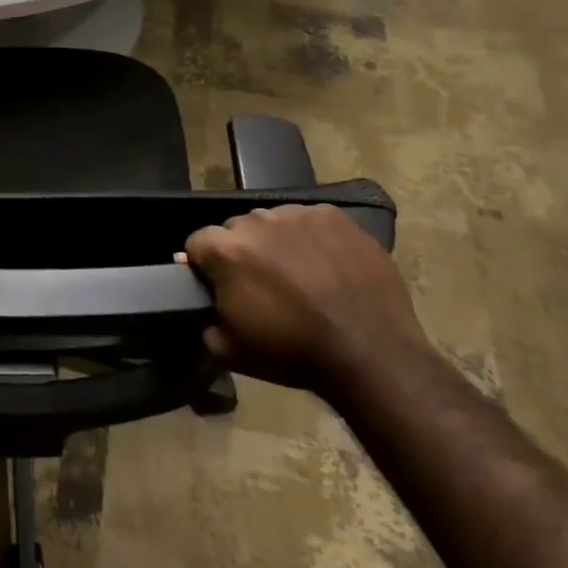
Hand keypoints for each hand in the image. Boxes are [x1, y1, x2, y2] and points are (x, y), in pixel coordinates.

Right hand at [183, 204, 429, 394]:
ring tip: (298, 273)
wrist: (370, 353)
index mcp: (226, 250)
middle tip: (262, 284)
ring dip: (276, 242)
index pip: (197, 242)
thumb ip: (207, 321)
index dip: (204, 265)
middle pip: (236, 229)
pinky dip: (311, 238)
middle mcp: (256, 221)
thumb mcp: (231, 351)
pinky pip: (310, 220)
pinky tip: (327, 265)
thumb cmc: (293, 353)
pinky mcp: (333, 216)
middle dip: (242, 251)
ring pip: (273, 222)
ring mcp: (297, 214)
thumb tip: (206, 302)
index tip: (218, 286)